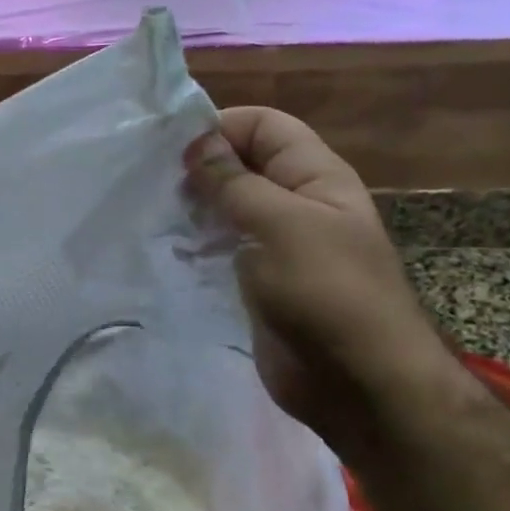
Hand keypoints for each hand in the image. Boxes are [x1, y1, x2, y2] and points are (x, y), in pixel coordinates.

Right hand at [185, 108, 446, 457]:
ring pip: (228, 209)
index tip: (170, 148)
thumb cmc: (325, 291)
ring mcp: (278, 246)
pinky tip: (167, 250)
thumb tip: (196, 140)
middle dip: (199, 168)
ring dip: (194, 208)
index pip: (264, 126)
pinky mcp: (259, 282)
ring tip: (153, 214)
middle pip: (242, 165)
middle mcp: (297, 204)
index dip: (220, 126)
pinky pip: (223, 250)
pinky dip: (196, 245)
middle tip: (152, 183)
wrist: (357, 383)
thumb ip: (234, 181)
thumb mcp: (278, 224)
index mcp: (315, 176)